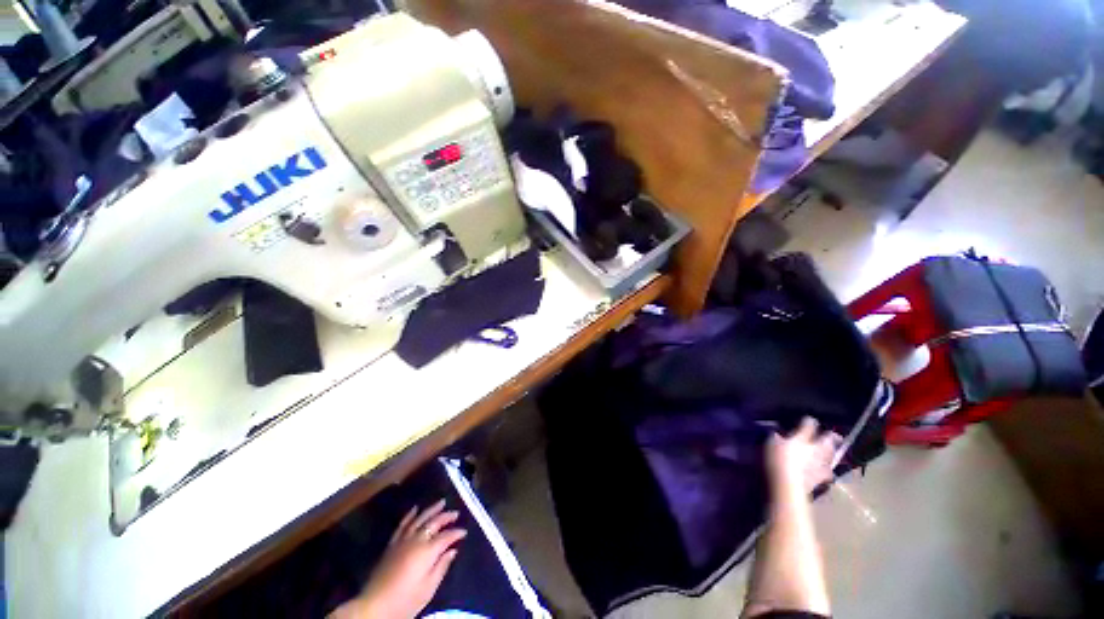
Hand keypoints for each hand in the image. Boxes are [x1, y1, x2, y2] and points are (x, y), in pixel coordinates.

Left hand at [331, 499, 466, 618]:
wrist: (375, 606)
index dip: (457, 533)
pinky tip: (415, 508)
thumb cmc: (406, 601)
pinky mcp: (392, 544)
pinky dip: (410, 515)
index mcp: (428, 551)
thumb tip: (452, 550)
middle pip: (434, 523)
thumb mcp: (429, 588)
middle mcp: (417, 540)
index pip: (447, 536)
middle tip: (456, 513)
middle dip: (446, 516)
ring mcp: (403, 540)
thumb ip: (441, 567)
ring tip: (441, 502)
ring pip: (420, 518)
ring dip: (431, 509)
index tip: (465, 531)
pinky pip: (403, 524)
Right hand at [765, 417, 841, 495]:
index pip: (809, 425)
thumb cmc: (777, 460)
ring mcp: (820, 464)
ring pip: (831, 456)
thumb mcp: (770, 443)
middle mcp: (815, 449)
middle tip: (835, 434)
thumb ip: (776, 436)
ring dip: (832, 452)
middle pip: (827, 440)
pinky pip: (828, 473)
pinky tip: (828, 470)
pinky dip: (828, 470)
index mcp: (802, 438)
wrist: (788, 485)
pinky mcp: (821, 479)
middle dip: (831, 436)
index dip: (809, 421)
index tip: (809, 419)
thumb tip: (778, 431)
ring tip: (834, 450)